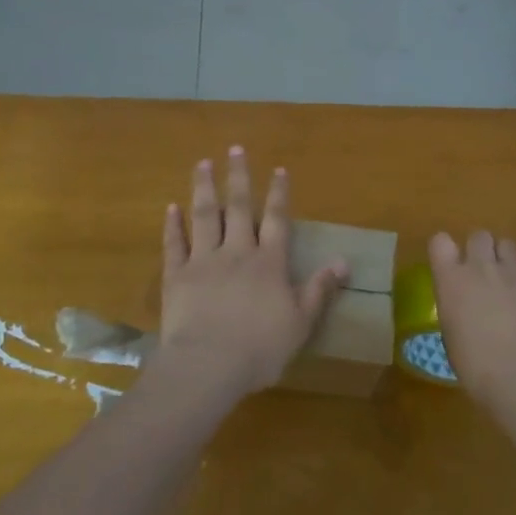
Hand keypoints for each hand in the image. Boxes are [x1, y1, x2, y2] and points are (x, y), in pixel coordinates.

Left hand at [157, 148, 347, 401]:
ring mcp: (204, 261)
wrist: (208, 366)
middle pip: (239, 207)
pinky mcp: (177, 276)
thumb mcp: (301, 322)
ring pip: (205, 216)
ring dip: (204, 188)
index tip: (278, 169)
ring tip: (203, 163)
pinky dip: (172, 225)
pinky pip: (174, 245)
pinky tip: (171, 207)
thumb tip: (344, 261)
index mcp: (269, 262)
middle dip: (239, 177)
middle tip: (235, 149)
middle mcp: (237, 252)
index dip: (278, 194)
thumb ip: (320, 289)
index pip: (276, 219)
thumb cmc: (260, 348)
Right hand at [429, 231, 515, 410]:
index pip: (440, 242)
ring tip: (511, 280)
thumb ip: (455, 308)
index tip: (451, 266)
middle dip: (480, 251)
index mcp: (450, 280)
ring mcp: (513, 270)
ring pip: (507, 243)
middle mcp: (479, 266)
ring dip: (506, 257)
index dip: (446, 251)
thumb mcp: (451, 336)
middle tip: (485, 276)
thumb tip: (465, 305)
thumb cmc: (476, 367)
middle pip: (478, 236)